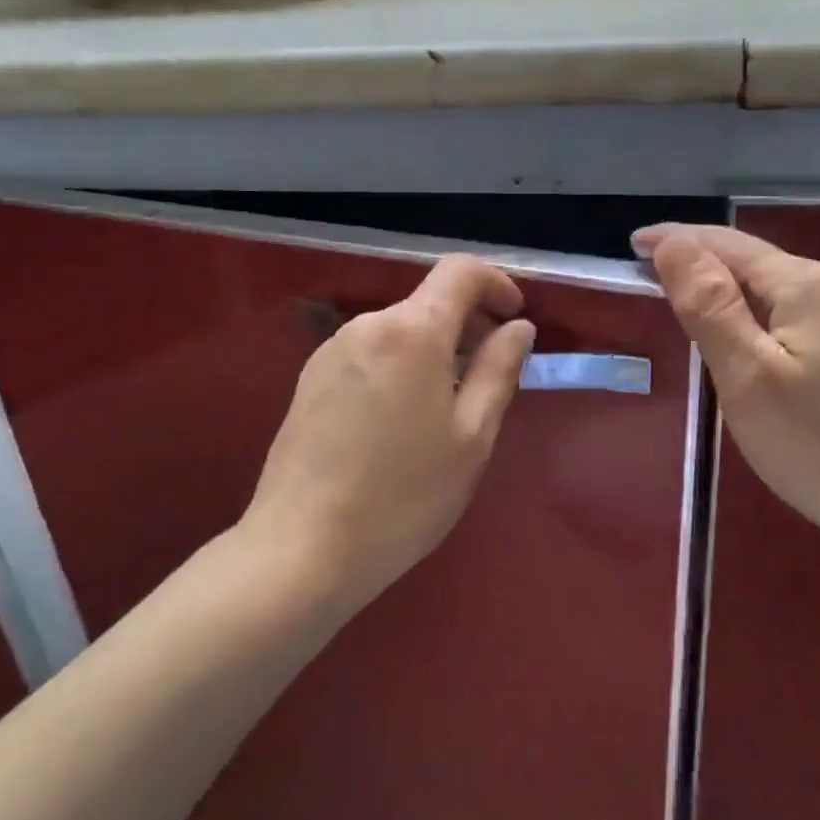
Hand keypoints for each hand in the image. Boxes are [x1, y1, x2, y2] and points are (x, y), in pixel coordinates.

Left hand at [243, 256, 536, 606]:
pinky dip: (400, 367)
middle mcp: (367, 325)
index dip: (495, 283)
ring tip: (444, 414)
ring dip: (434, 352)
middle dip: (467, 327)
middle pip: (430, 302)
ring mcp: (332, 350)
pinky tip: (400, 425)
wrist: (301, 549)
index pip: (460, 271)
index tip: (514, 317)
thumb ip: (499, 371)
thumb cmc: (403, 496)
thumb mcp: (471, 437)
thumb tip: (518, 327)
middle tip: (487, 383)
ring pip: (400, 331)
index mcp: (412, 331)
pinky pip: (371, 354)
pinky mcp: (310, 378)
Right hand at [635, 224, 819, 567]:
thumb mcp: (747, 374)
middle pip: (750, 259)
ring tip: (680, 296)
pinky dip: (749, 311)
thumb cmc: (819, 444)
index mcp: (803, 284)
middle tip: (645, 272)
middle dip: (697, 259)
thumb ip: (708, 304)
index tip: (631, 247)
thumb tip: (672, 243)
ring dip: (722, 284)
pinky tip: (737, 333)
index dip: (676, 240)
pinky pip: (788, 312)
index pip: (725, 243)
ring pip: (770, 286)